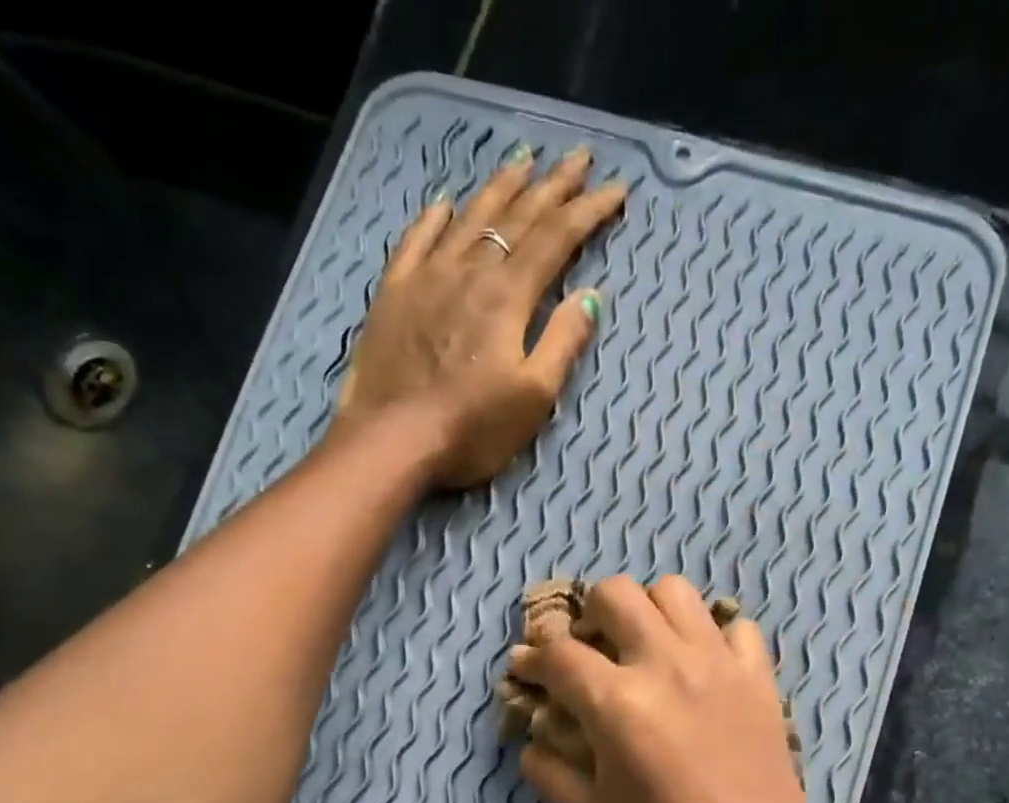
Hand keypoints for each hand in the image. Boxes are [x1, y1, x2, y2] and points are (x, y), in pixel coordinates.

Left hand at [336, 144, 627, 488]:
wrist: (393, 440)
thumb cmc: (471, 428)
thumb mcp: (533, 397)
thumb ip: (562, 342)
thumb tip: (590, 296)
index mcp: (508, 296)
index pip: (556, 238)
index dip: (588, 211)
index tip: (615, 190)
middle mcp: (469, 271)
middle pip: (517, 216)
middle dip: (553, 185)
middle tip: (578, 157)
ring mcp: (427, 277)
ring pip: (469, 217)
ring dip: (500, 186)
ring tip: (523, 159)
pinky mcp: (394, 293)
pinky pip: (416, 240)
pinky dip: (435, 218)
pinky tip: (445, 203)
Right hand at [509, 577, 830, 802]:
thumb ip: (548, 770)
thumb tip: (533, 735)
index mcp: (618, 703)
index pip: (559, 655)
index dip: (532, 658)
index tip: (524, 669)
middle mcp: (668, 665)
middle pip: (616, 594)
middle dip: (588, 617)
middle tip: (588, 654)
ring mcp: (719, 665)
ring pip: (675, 591)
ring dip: (648, 611)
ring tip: (643, 650)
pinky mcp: (759, 678)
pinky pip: (734, 626)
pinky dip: (711, 636)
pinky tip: (701, 668)